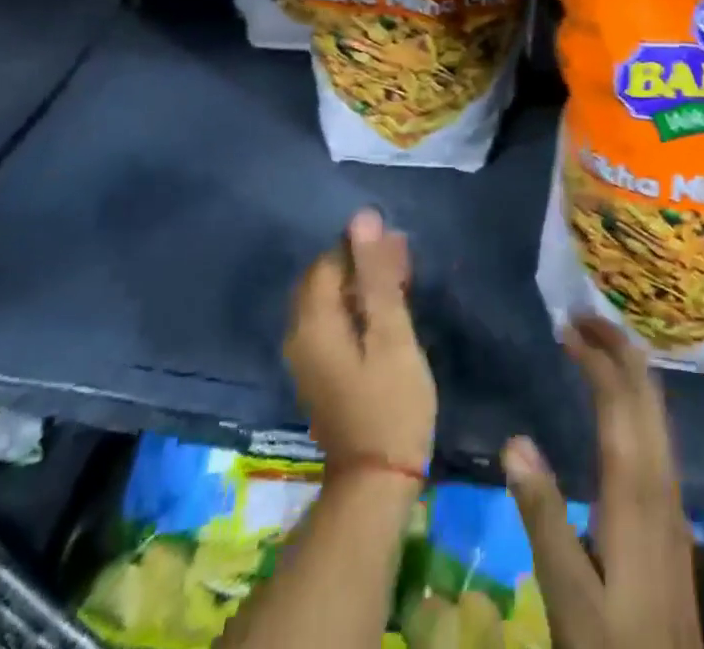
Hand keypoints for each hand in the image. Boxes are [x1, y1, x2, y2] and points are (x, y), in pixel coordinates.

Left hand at [284, 208, 436, 470]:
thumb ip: (377, 275)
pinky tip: (386, 315)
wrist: (376, 484)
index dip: (361, 247)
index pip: (328, 261)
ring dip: (362, 287)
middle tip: (404, 264)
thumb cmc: (390, 403)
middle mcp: (299, 336)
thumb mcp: (392, 334)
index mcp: (312, 323)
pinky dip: (357, 310)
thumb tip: (364, 219)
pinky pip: (333, 323)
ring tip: (402, 284)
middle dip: (361, 264)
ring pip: (330, 302)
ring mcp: (307, 358)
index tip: (399, 249)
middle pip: (325, 280)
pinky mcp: (321, 374)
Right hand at [501, 317, 703, 648]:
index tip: (566, 327)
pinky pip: (658, 430)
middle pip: (646, 393)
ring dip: (630, 368)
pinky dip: (638, 396)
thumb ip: (542, 517)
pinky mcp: (673, 514)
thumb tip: (514, 440)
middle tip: (584, 316)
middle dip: (618, 346)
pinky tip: (624, 405)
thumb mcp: (568, 594)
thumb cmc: (615, 646)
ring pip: (657, 410)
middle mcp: (660, 480)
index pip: (618, 401)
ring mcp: (673, 497)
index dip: (595, 357)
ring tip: (600, 343)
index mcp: (634, 490)